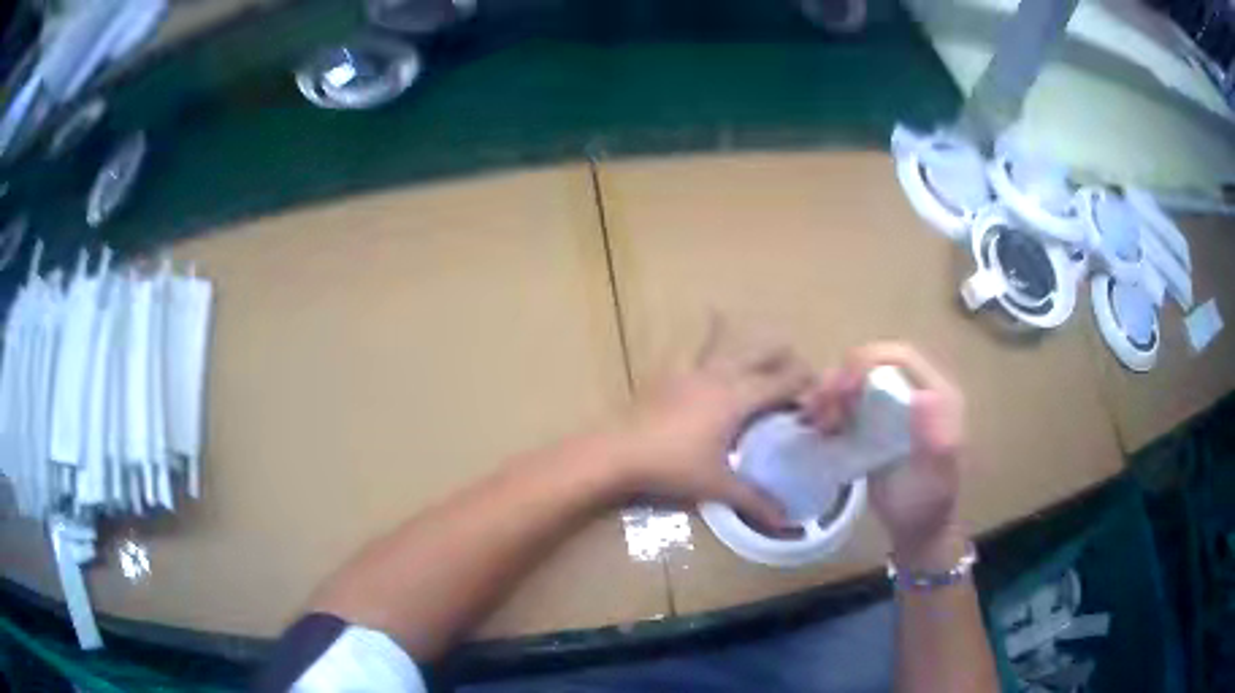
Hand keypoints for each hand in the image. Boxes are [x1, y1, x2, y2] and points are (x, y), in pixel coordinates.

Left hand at [609, 320, 813, 528]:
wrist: (619, 452)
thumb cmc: (673, 467)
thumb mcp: (717, 486)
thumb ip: (755, 500)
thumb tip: (787, 520)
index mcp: (738, 398)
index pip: (783, 382)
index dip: (805, 383)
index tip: (819, 391)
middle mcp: (721, 376)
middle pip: (762, 353)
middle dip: (785, 357)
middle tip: (797, 372)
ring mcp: (693, 370)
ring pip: (731, 344)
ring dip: (752, 342)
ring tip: (766, 341)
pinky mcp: (671, 373)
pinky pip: (696, 346)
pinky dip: (710, 330)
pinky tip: (712, 313)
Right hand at [799, 342, 966, 569]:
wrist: (915, 529)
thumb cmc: (927, 504)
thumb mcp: (935, 476)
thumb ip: (936, 438)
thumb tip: (924, 395)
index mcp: (938, 394)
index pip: (902, 357)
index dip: (870, 360)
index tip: (843, 387)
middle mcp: (916, 391)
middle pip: (874, 363)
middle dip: (843, 377)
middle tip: (820, 406)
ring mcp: (895, 406)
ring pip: (857, 380)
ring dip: (832, 392)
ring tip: (816, 419)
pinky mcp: (876, 422)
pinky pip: (849, 401)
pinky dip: (829, 407)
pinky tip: (819, 427)